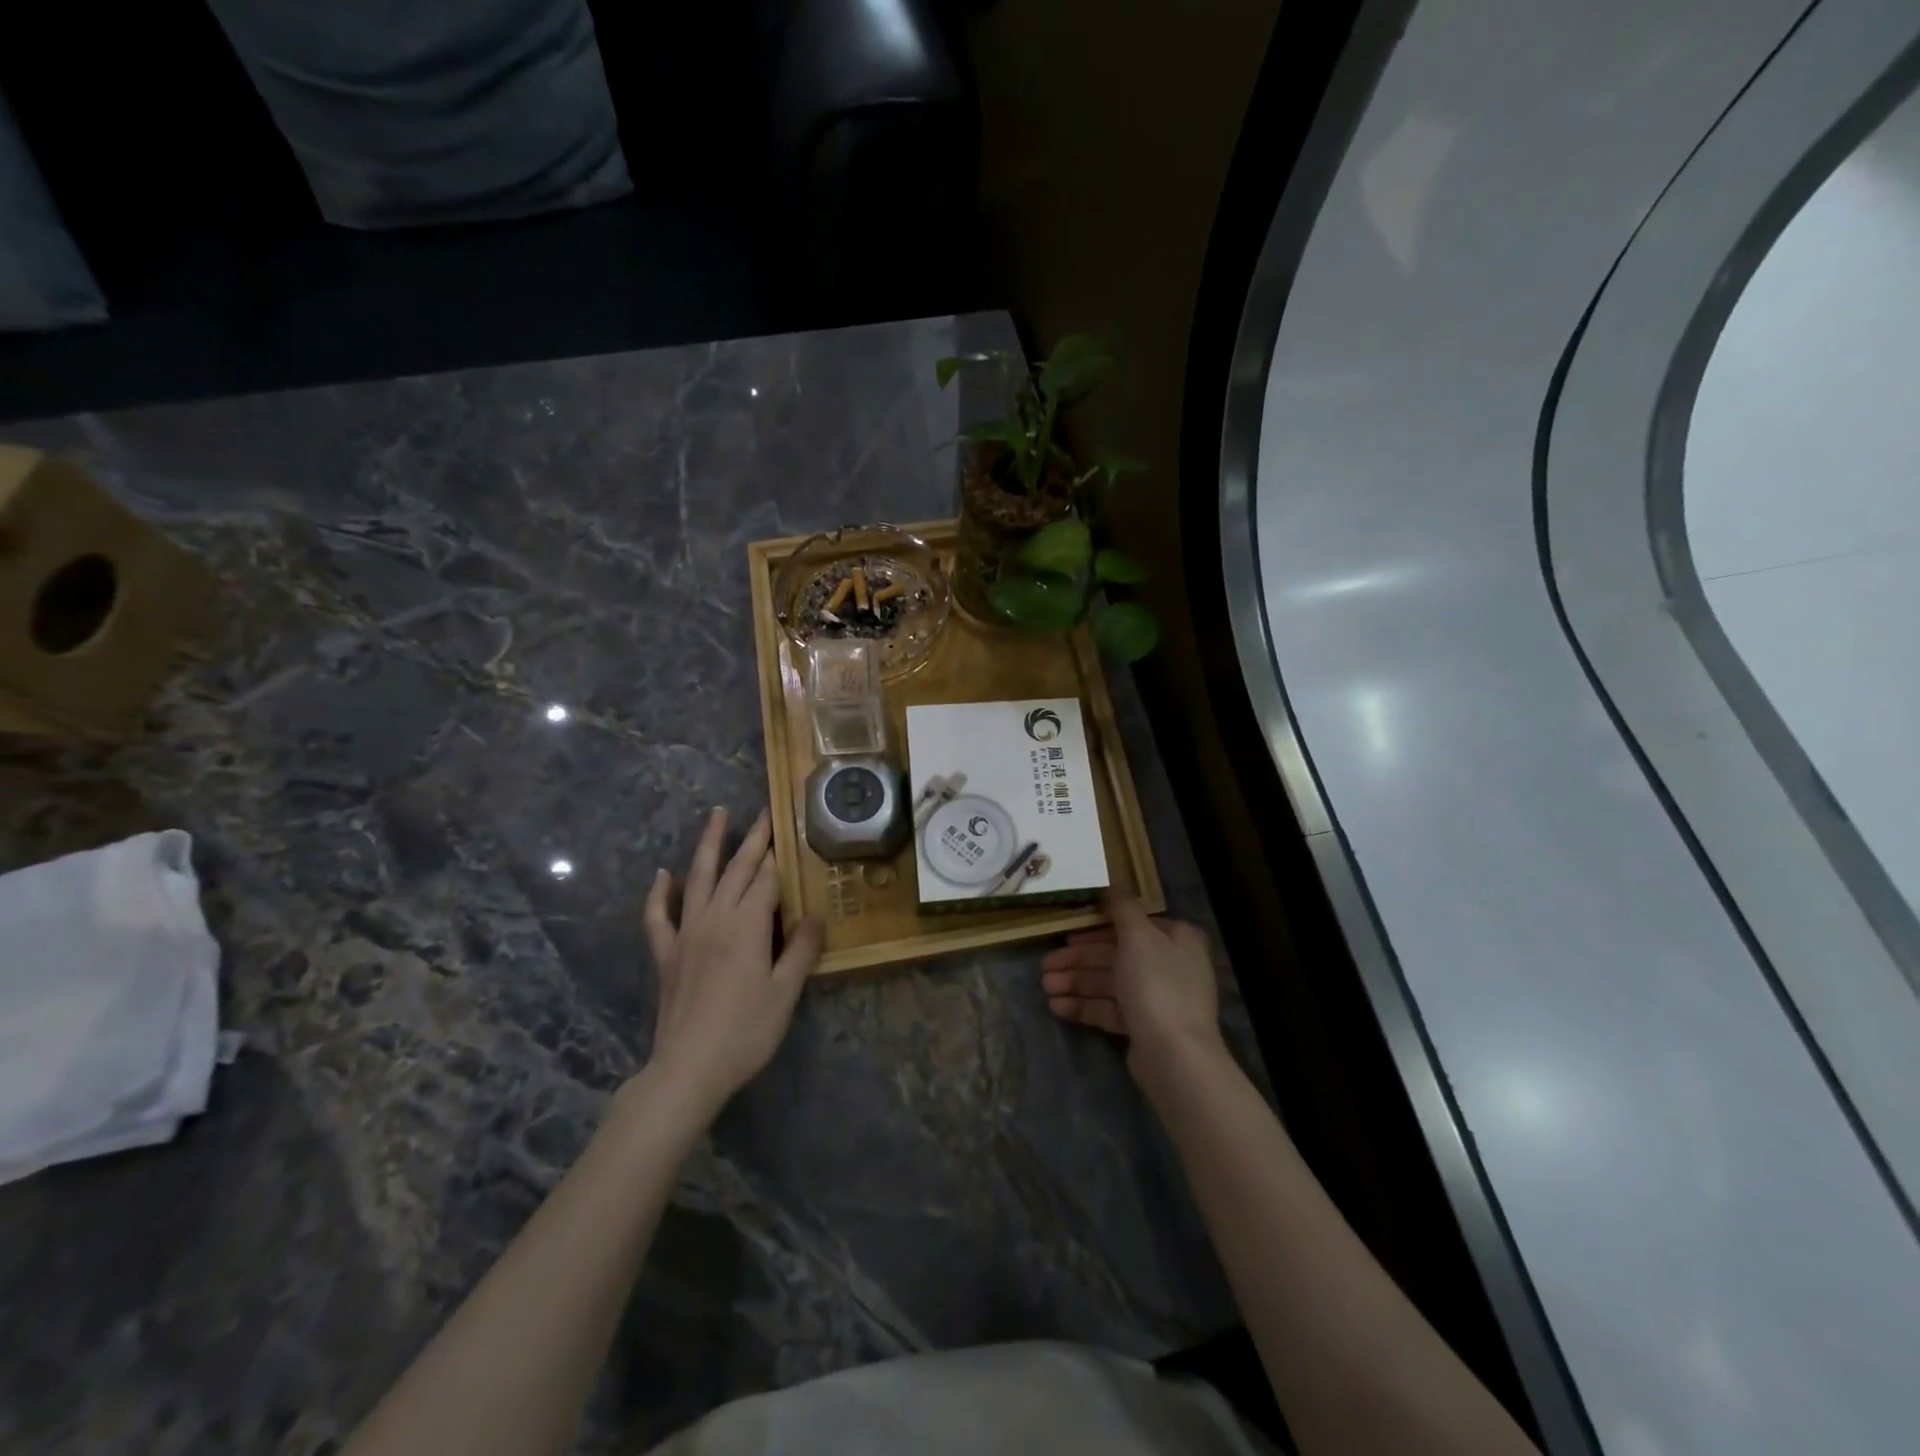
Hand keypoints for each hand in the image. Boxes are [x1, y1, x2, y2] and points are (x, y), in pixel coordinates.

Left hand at [641, 807, 823, 1111]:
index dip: (781, 857)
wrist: (688, 1069)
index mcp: (747, 926)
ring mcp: (686, 934)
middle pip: (737, 870)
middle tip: (764, 812)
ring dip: (708, 845)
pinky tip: (663, 875)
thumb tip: (817, 913)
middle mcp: (715, 919)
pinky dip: (659, 893)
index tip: (791, 832)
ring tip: (716, 815)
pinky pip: (658, 916)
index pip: (768, 880)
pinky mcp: (666, 954)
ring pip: (698, 878)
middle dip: (753, 839)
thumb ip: (801, 949)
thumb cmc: (746, 1031)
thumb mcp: (785, 992)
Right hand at [1040, 893, 1225, 1084]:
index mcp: (1176, 939)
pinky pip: (1111, 1009)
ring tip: (1045, 989)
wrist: (1175, 1056)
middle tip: (1044, 967)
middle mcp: (1170, 965)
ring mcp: (1159, 999)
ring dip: (1076, 983)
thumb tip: (1111, 887)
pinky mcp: (1145, 1028)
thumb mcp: (1138, 936)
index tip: (1066, 936)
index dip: (1095, 929)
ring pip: (1110, 983)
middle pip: (1116, 955)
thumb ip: (1122, 909)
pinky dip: (1085, 1006)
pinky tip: (1058, 1007)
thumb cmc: (1157, 985)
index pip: (1130, 926)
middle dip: (1078, 961)